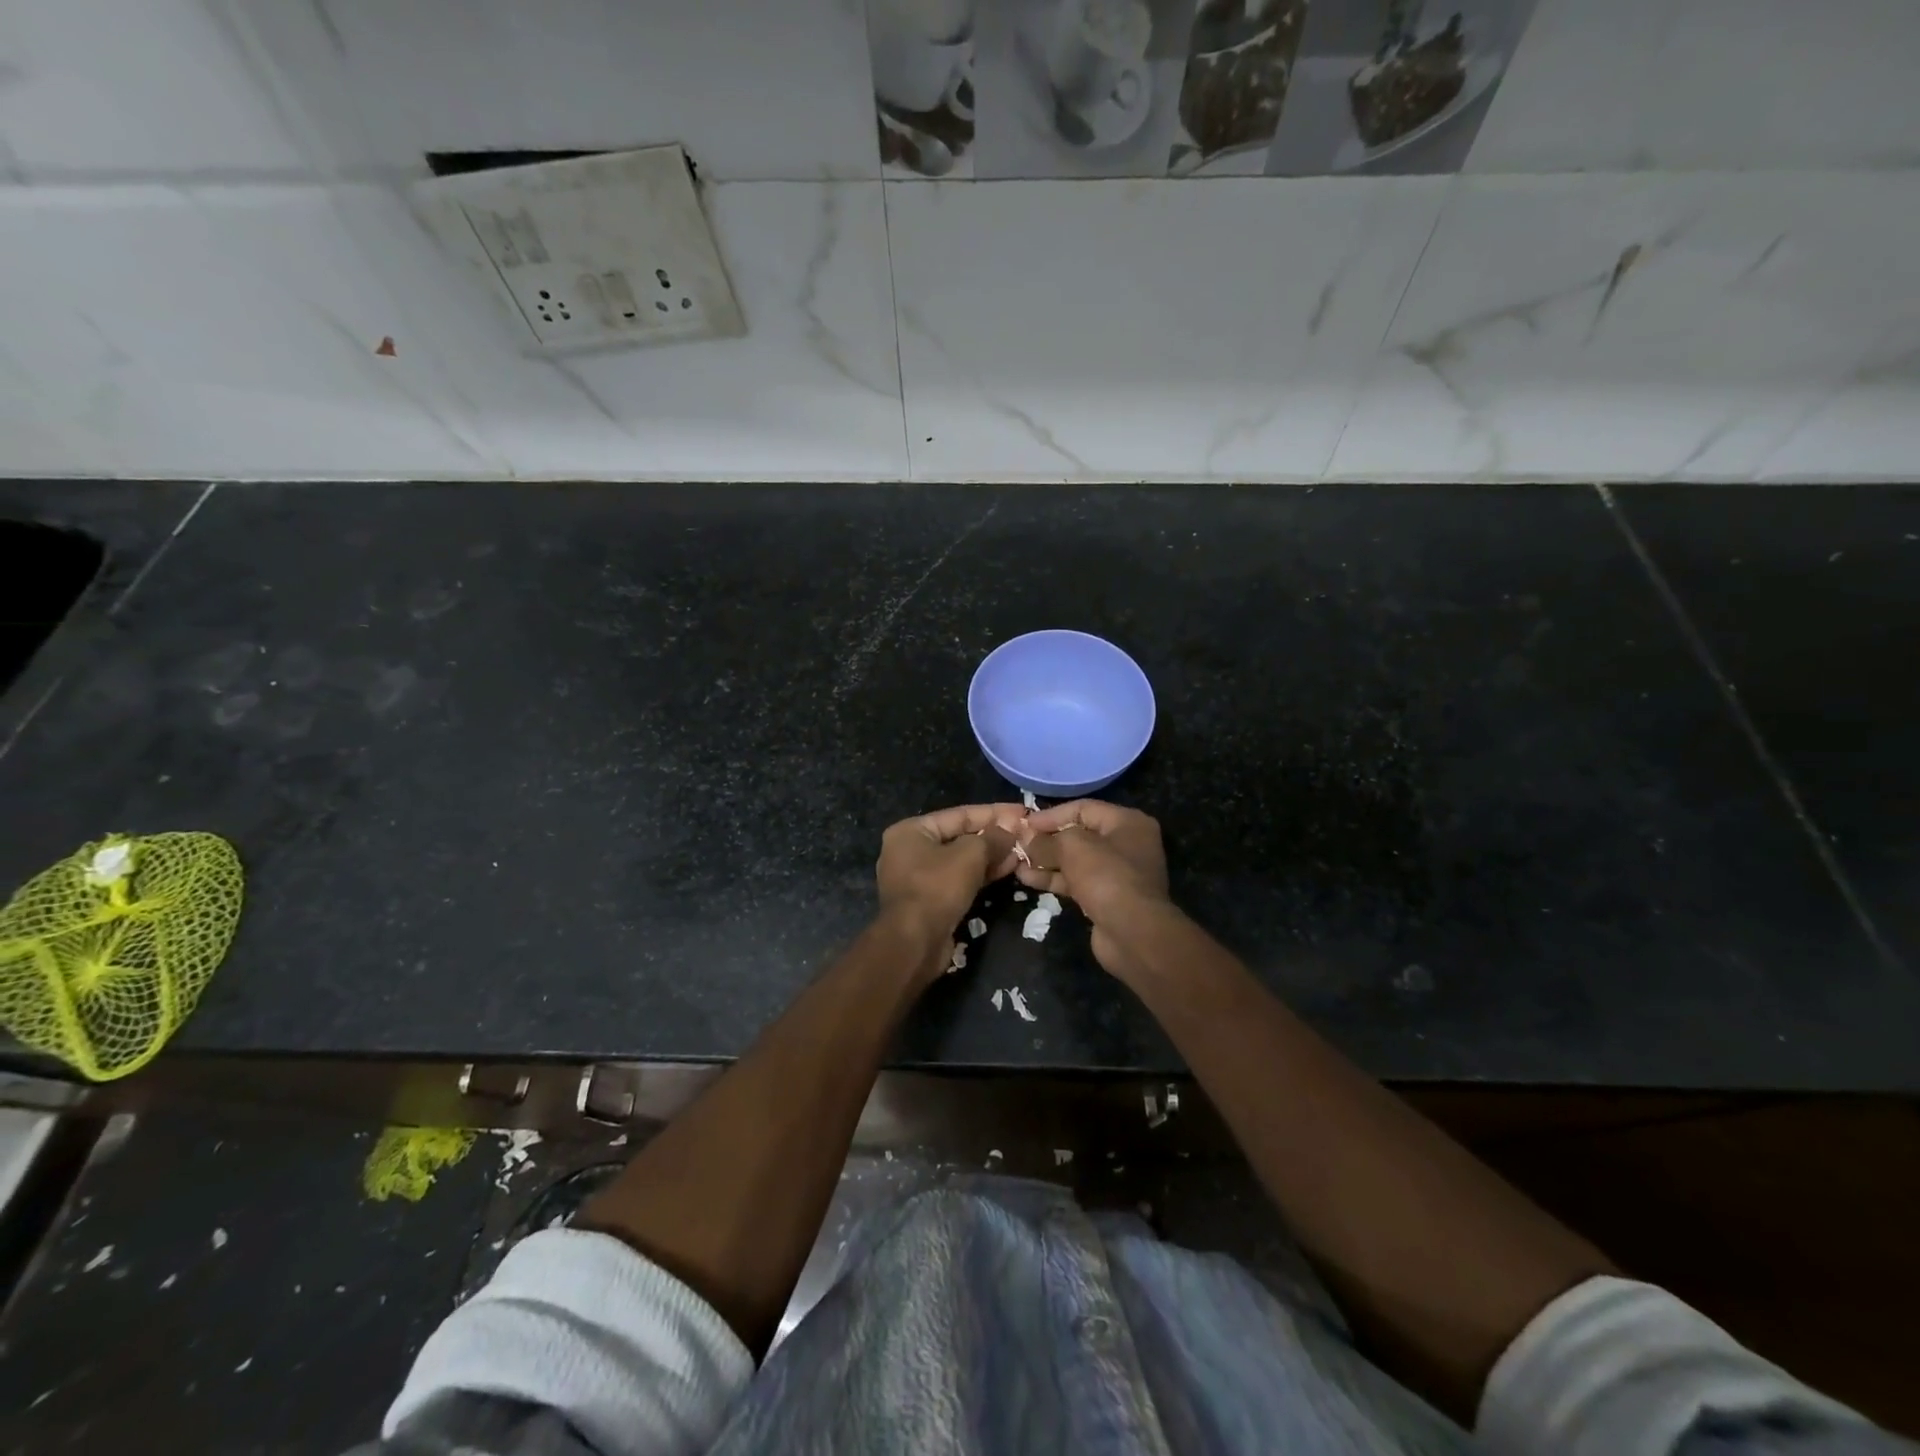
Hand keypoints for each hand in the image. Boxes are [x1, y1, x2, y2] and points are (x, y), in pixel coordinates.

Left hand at [876, 804, 1025, 962]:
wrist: (914, 943)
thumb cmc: (937, 888)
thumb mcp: (969, 855)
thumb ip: (992, 838)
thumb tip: (1011, 828)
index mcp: (911, 831)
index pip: (959, 814)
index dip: (993, 812)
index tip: (1021, 811)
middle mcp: (909, 850)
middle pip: (959, 837)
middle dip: (993, 836)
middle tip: (1024, 834)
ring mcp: (917, 877)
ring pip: (961, 860)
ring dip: (990, 856)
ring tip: (1021, 852)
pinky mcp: (929, 901)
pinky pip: (958, 879)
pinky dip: (981, 874)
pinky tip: (1007, 870)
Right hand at [1016, 800, 1172, 974]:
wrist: (1133, 933)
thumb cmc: (1106, 876)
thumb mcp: (1072, 847)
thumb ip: (1047, 840)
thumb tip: (1027, 840)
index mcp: (1127, 822)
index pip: (1083, 809)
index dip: (1051, 815)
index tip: (1024, 824)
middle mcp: (1127, 844)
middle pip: (1079, 835)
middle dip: (1047, 840)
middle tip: (1018, 844)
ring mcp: (1118, 873)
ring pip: (1075, 861)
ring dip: (1046, 861)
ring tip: (1016, 863)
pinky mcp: (1107, 898)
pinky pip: (1077, 881)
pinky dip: (1055, 878)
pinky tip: (1028, 879)